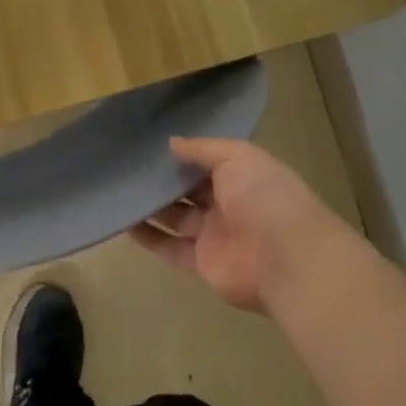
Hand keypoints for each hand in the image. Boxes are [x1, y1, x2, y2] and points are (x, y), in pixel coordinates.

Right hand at [131, 137, 348, 312]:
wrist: (286, 258)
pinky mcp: (202, 263)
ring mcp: (215, 235)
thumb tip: (170, 143)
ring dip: (150, 208)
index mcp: (242, 177)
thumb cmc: (264, 197)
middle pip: (188, 191)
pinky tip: (124, 223)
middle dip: (162, 181)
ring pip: (175, 218)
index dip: (181, 156)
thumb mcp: (237, 157)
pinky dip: (149, 237)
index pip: (207, 164)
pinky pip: (170, 248)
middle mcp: (228, 205)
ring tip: (119, 193)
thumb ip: (202, 149)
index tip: (148, 146)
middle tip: (126, 168)